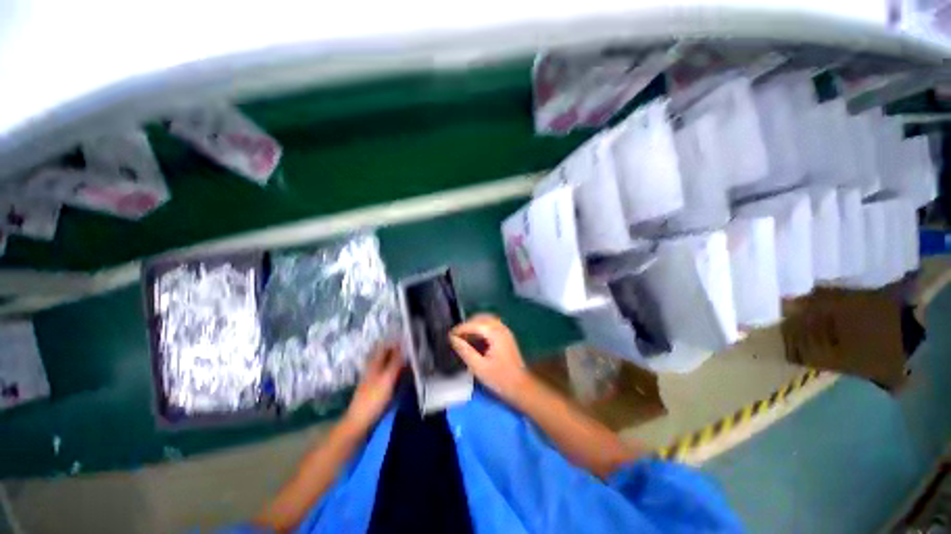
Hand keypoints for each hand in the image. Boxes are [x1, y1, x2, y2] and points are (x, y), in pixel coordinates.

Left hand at [345, 345, 404, 429]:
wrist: (359, 422)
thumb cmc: (374, 399)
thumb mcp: (387, 378)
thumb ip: (395, 362)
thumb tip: (404, 345)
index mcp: (375, 363)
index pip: (385, 346)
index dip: (396, 341)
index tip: (409, 339)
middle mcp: (373, 367)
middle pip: (385, 354)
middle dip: (397, 350)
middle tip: (412, 349)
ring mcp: (373, 378)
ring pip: (386, 363)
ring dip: (397, 360)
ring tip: (410, 360)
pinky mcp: (375, 388)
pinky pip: (387, 373)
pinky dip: (395, 371)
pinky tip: (403, 374)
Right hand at [449, 314, 531, 404]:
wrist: (521, 387)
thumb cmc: (499, 378)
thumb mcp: (478, 367)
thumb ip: (465, 351)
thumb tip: (452, 339)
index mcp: (496, 333)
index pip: (474, 324)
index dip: (461, 328)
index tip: (449, 336)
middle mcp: (501, 328)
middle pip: (481, 318)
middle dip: (467, 325)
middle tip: (456, 336)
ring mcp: (505, 331)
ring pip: (486, 320)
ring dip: (474, 326)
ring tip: (464, 337)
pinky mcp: (506, 336)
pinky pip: (491, 325)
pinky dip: (481, 328)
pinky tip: (475, 339)